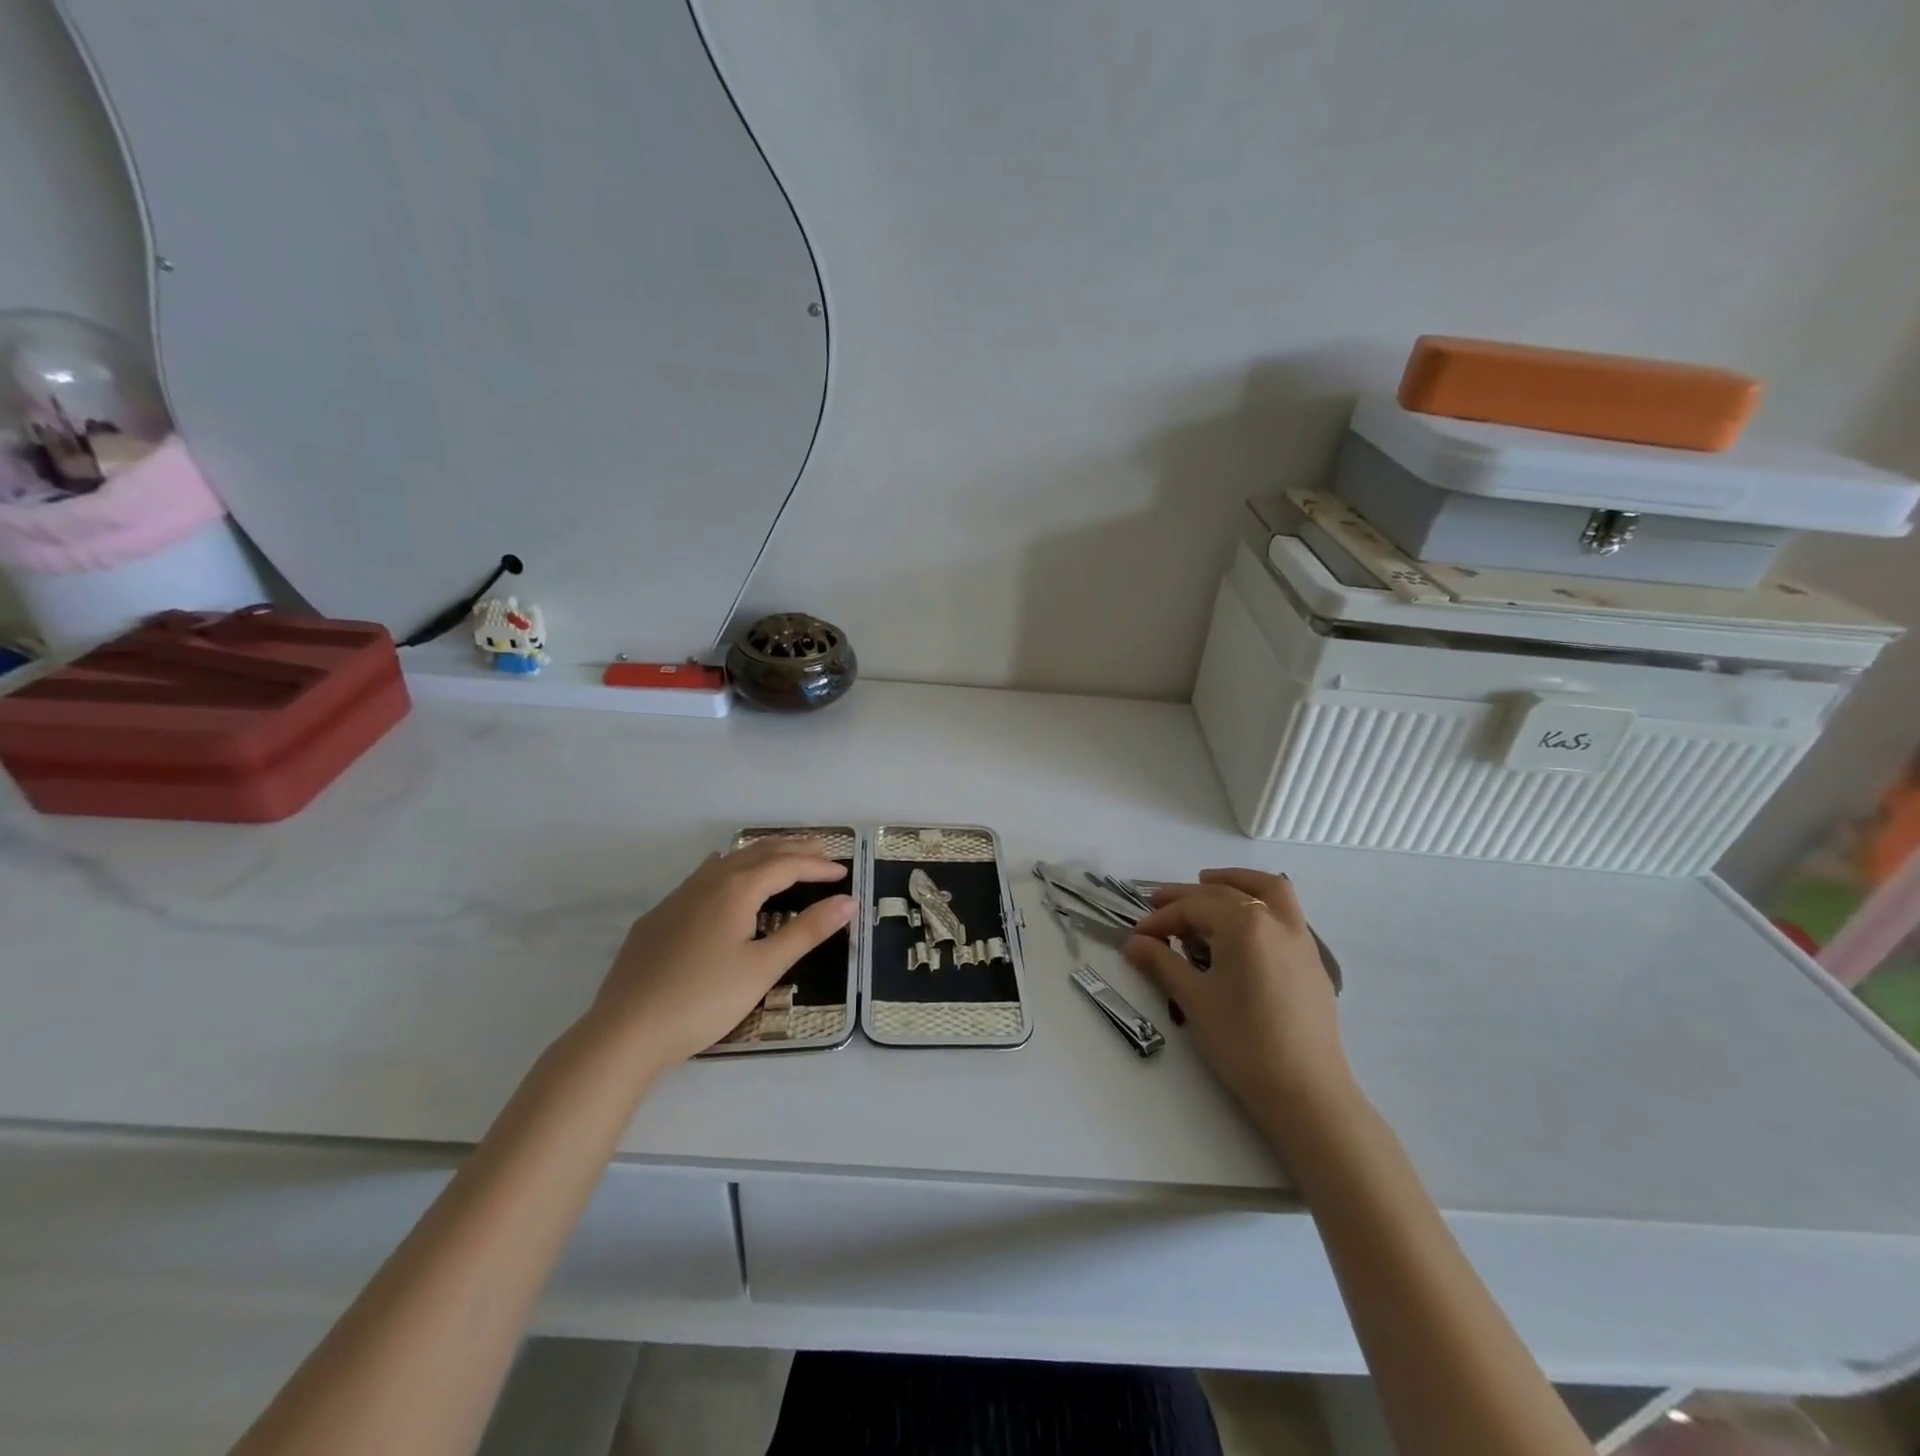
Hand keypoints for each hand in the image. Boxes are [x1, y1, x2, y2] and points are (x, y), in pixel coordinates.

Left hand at [590, 837, 854, 1070]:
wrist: (626, 1031)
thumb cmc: (705, 1000)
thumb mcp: (764, 968)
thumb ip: (806, 931)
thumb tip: (847, 902)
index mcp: (736, 890)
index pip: (786, 865)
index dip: (817, 867)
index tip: (844, 874)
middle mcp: (707, 883)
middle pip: (757, 853)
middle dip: (793, 849)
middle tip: (823, 852)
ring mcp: (677, 898)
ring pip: (727, 861)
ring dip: (760, 855)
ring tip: (782, 856)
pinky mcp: (658, 918)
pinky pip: (701, 877)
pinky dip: (727, 867)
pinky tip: (721, 874)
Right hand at [1124, 869, 1348, 1118]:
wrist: (1306, 1093)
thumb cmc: (1243, 1042)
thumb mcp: (1194, 999)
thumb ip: (1161, 963)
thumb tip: (1133, 943)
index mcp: (1245, 924)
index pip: (1194, 908)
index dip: (1161, 918)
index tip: (1138, 935)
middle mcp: (1276, 920)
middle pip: (1226, 892)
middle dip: (1189, 896)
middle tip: (1158, 904)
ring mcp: (1301, 939)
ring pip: (1269, 890)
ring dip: (1235, 882)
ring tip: (1208, 885)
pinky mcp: (1312, 962)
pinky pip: (1285, 913)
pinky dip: (1259, 904)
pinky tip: (1241, 929)